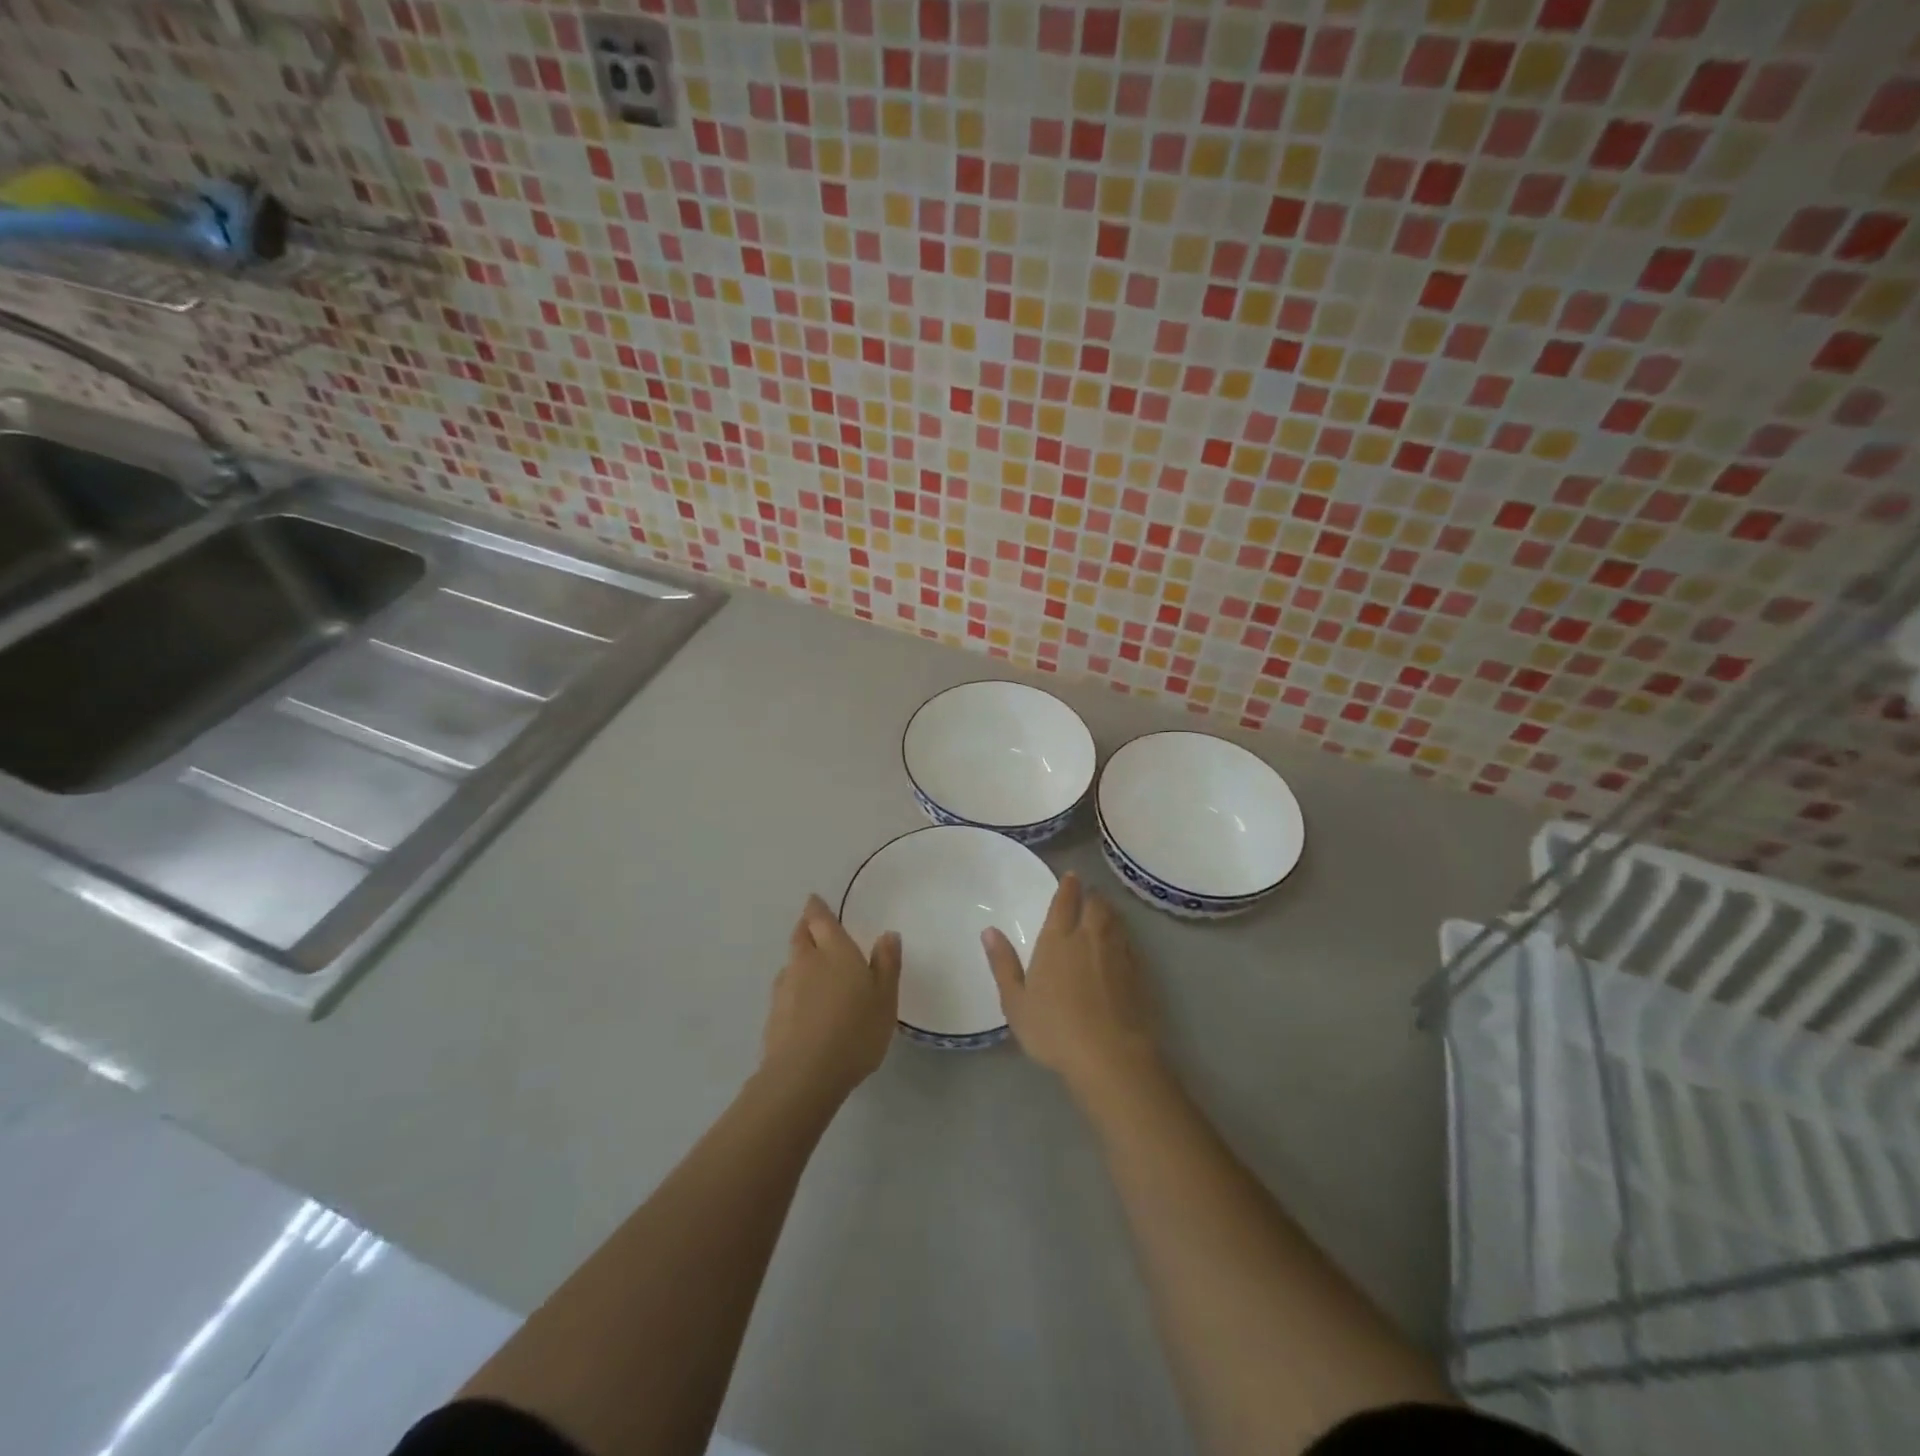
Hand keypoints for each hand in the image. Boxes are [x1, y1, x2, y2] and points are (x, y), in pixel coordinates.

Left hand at [762, 895, 901, 1101]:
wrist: (805, 1075)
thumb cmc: (855, 1031)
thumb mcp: (885, 999)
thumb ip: (887, 964)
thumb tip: (888, 934)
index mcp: (835, 950)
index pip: (820, 918)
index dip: (817, 908)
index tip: (814, 901)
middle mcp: (806, 961)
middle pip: (800, 935)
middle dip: (805, 927)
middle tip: (813, 926)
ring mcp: (785, 988)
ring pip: (791, 963)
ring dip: (799, 959)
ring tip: (812, 969)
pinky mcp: (773, 1015)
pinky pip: (785, 990)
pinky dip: (794, 988)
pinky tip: (804, 1004)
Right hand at [983, 873, 1160, 1097]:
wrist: (1110, 1055)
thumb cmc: (1054, 1029)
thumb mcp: (1016, 1002)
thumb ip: (1003, 964)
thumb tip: (989, 930)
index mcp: (1058, 940)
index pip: (1065, 902)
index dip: (1068, 886)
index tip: (1071, 876)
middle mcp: (1089, 938)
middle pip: (1095, 905)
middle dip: (1091, 895)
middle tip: (1087, 893)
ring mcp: (1117, 954)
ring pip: (1115, 920)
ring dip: (1108, 910)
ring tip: (1103, 910)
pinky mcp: (1138, 973)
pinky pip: (1129, 942)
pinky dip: (1122, 934)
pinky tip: (1120, 943)